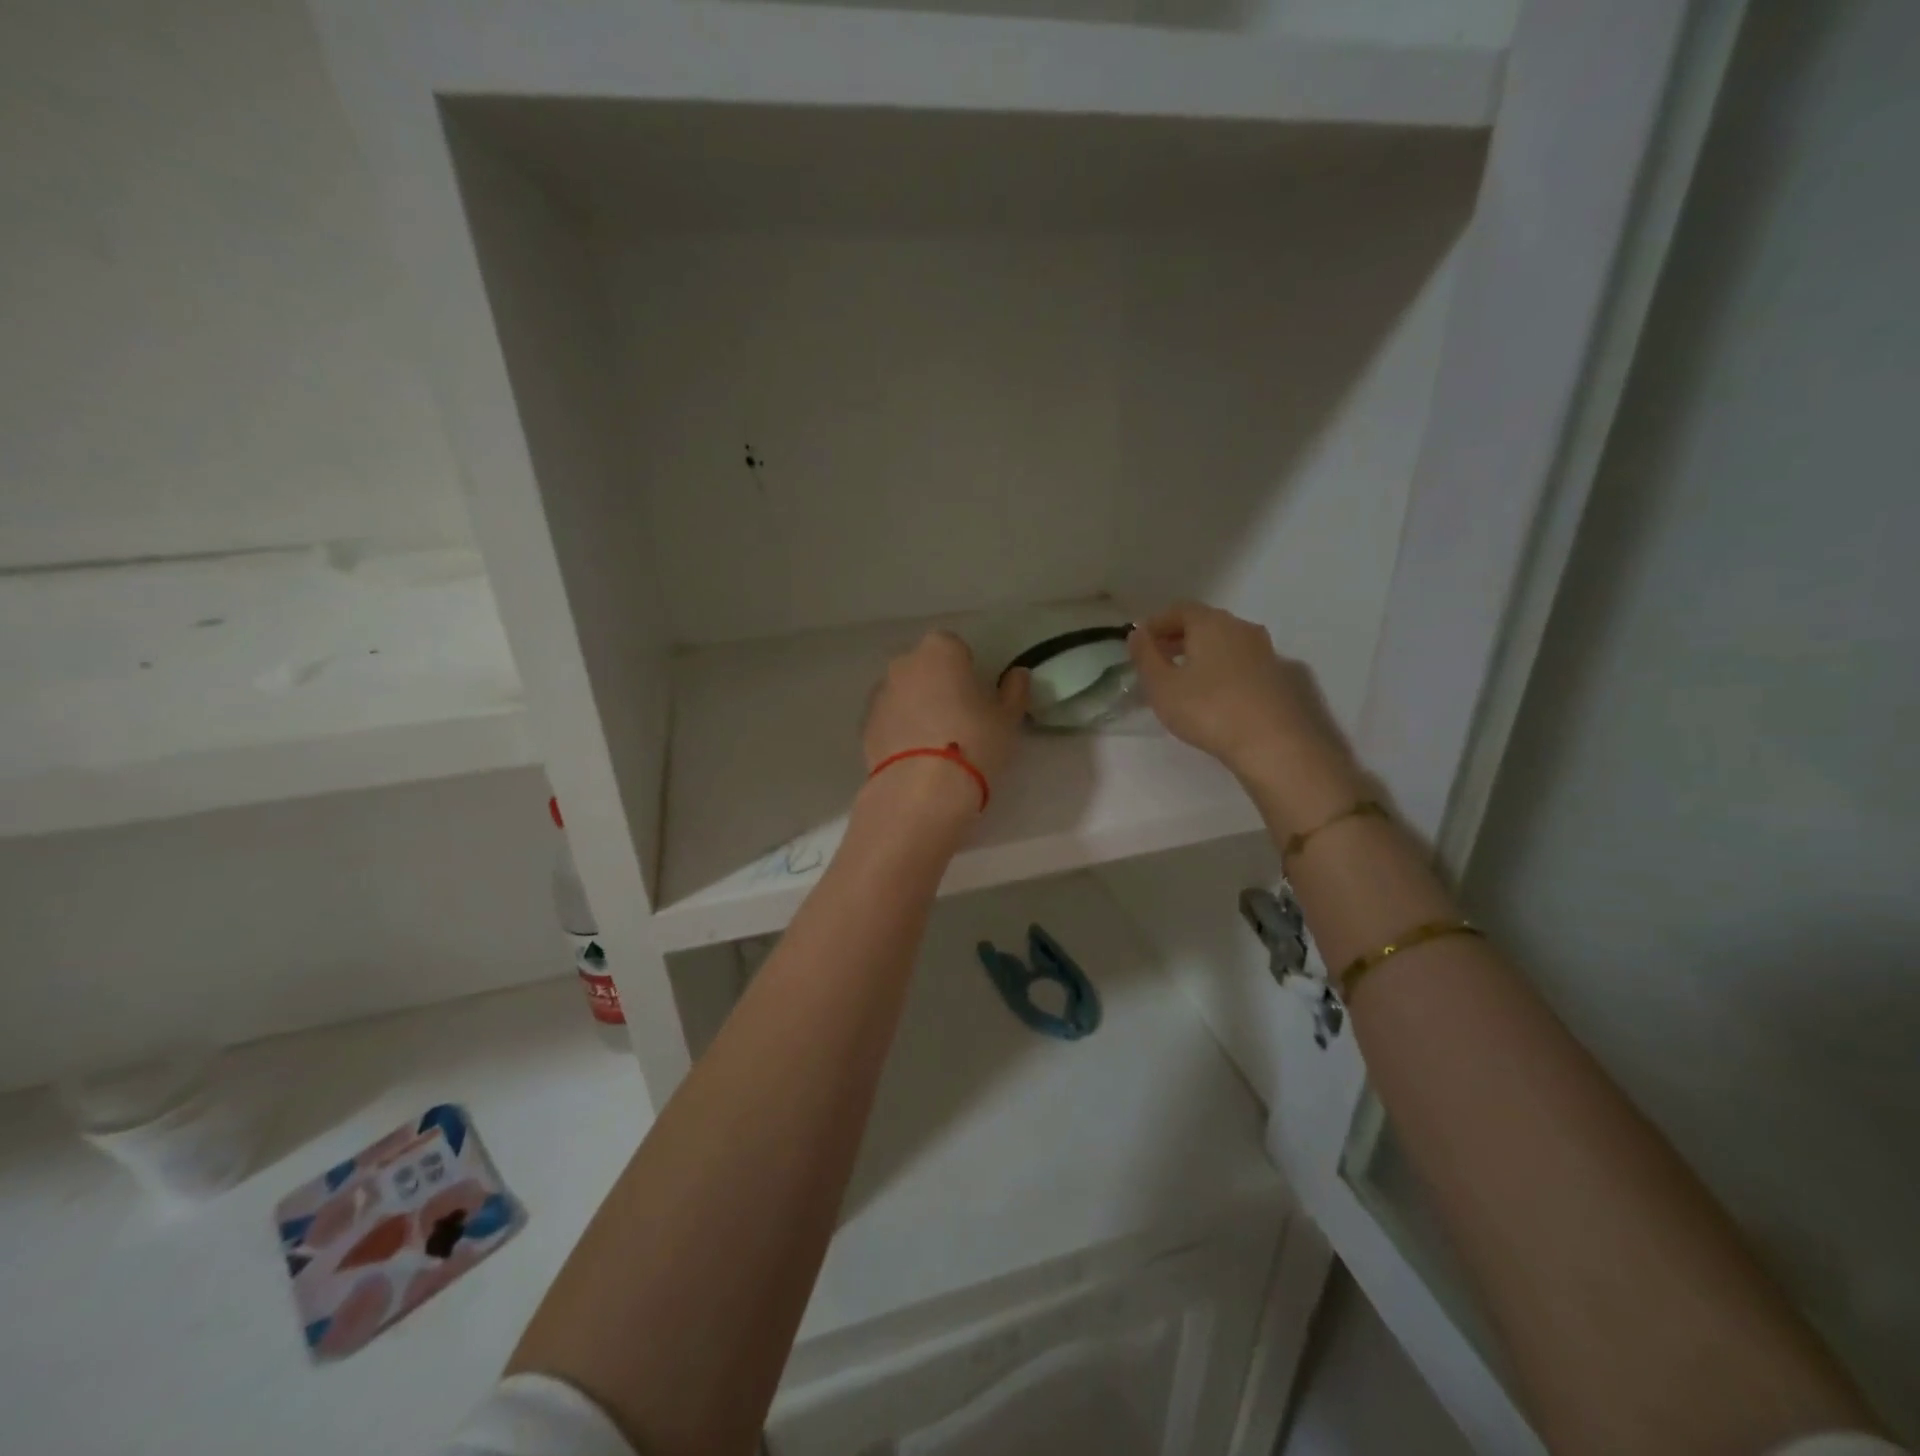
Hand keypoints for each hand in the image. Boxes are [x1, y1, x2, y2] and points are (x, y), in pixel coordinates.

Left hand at [863, 631, 1029, 817]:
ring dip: (917, 706)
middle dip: (938, 685)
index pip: (956, 648)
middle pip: (925, 668)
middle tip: (958, 717)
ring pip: (904, 693)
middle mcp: (904, 663)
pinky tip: (916, 757)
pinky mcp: (866, 725)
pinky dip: (901, 729)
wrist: (921, 789)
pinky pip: (890, 719)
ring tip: (935, 742)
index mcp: (940, 650)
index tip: (977, 696)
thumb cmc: (974, 742)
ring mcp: (880, 694)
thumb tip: (1018, 674)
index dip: (968, 670)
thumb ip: (1015, 691)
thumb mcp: (1007, 719)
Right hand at [1128, 603, 1364, 832]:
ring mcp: (1264, 651)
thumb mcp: (1161, 686)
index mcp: (1210, 623)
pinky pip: (1240, 663)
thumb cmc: (1208, 709)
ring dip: (1201, 654)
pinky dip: (1222, 669)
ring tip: (1183, 680)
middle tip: (1158, 661)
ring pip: (1224, 643)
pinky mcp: (1279, 676)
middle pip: (1204, 623)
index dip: (1156, 623)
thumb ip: (1145, 656)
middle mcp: (1241, 628)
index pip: (1179, 609)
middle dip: (1178, 638)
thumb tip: (1137, 633)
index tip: (1140, 643)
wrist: (1274, 743)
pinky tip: (1213, 694)